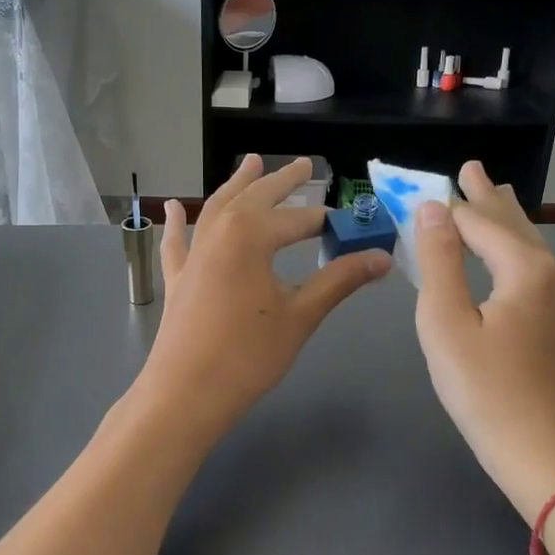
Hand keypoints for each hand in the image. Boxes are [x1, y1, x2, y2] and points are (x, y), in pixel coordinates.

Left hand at [136, 155, 389, 443]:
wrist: (186, 393)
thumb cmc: (249, 355)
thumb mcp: (301, 315)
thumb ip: (339, 280)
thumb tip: (381, 257)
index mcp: (251, 235)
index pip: (299, 220)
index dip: (328, 223)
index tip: (352, 226)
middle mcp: (219, 232)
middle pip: (256, 197)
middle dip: (282, 181)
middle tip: (305, 164)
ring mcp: (194, 254)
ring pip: (216, 208)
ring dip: (236, 185)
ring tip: (250, 162)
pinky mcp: (178, 277)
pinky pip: (178, 240)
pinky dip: (177, 222)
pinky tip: (173, 207)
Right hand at [413, 161, 554, 520]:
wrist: (553, 462)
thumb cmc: (489, 393)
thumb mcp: (447, 324)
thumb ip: (439, 261)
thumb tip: (431, 208)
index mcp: (525, 268)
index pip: (480, 221)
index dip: (451, 204)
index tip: (428, 183)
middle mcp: (550, 276)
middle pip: (514, 225)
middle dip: (489, 197)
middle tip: (472, 168)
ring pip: (529, 247)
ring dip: (506, 220)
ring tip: (495, 196)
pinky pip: (533, 270)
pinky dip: (514, 249)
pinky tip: (510, 258)